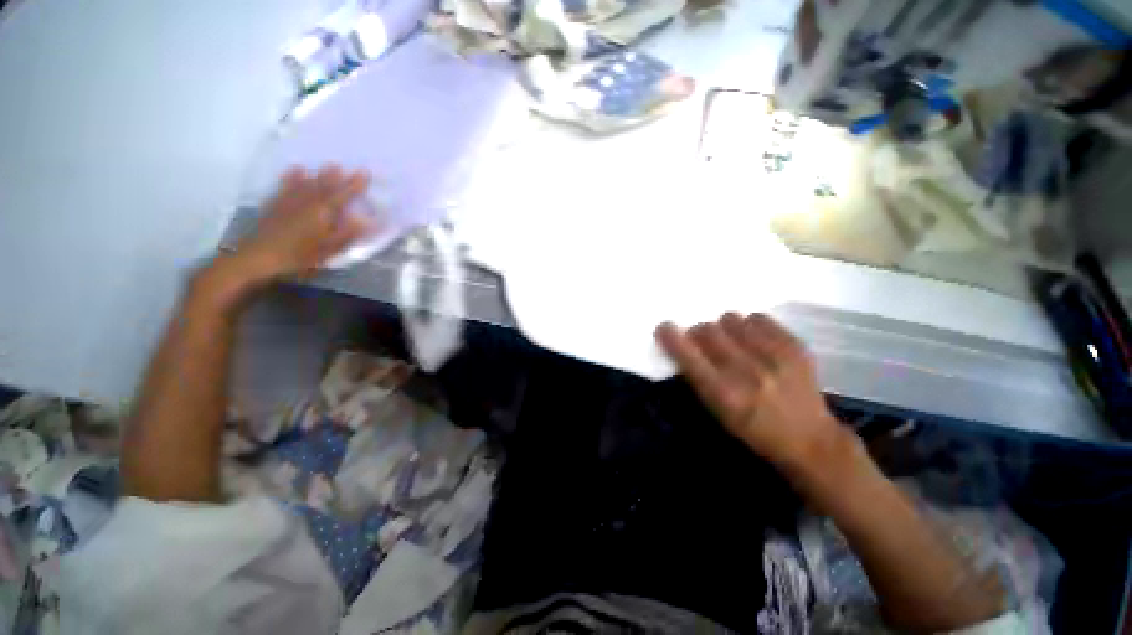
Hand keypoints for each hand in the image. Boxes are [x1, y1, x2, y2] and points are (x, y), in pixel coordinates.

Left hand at [226, 165, 377, 285]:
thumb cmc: (300, 255)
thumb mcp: (329, 249)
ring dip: (320, 174)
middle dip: (339, 177)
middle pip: (325, 186)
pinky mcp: (276, 203)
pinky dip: (293, 176)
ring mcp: (290, 200)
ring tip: (330, 165)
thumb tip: (366, 220)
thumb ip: (348, 233)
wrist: (261, 255)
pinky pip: (286, 185)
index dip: (355, 184)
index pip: (343, 195)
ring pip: (308, 183)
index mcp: (323, 212)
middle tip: (349, 167)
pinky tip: (297, 169)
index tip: (365, 172)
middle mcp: (308, 201)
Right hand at [655, 313, 849, 470]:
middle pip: (707, 330)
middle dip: (698, 333)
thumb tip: (685, 344)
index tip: (664, 328)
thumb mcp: (718, 412)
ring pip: (731, 319)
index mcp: (723, 393)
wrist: (810, 440)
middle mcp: (745, 371)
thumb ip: (699, 377)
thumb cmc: (754, 430)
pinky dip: (750, 326)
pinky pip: (758, 318)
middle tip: (704, 341)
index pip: (687, 354)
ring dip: (725, 328)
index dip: (671, 337)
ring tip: (734, 341)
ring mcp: (773, 356)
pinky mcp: (794, 346)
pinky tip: (755, 340)